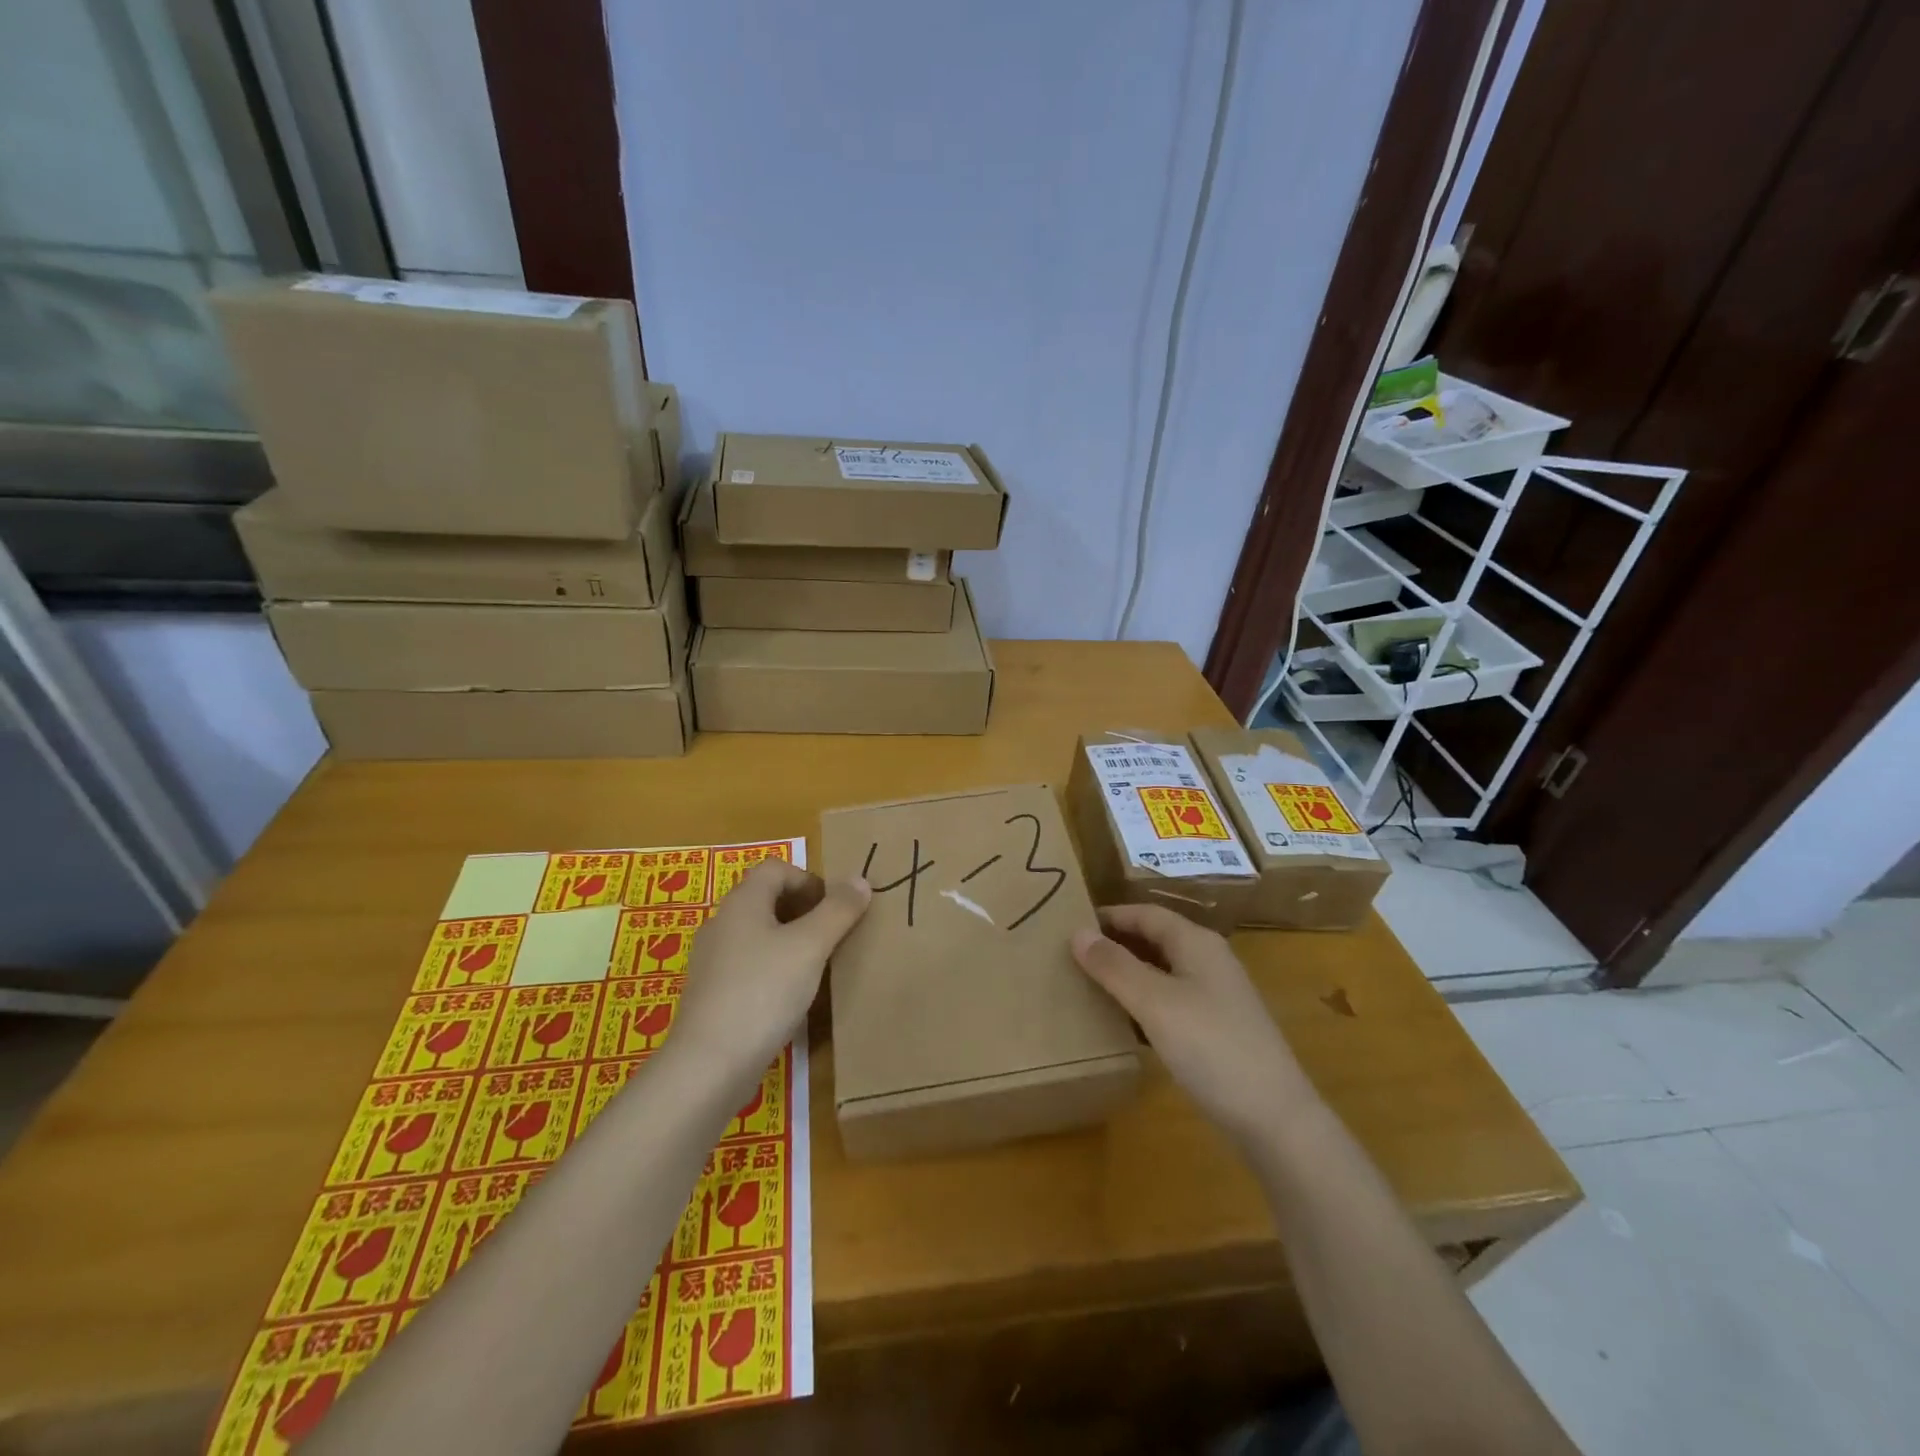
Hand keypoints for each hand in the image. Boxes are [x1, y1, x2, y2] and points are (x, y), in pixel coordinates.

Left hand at [672, 860, 869, 1083]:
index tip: (834, 908)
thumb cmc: (763, 991)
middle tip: (832, 936)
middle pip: (766, 899)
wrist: (709, 1065)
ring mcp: (713, 961)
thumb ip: (838, 911)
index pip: (776, 868)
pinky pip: (749, 965)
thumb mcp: (810, 946)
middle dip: (803, 910)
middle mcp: (722, 923)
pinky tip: (790, 997)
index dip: (809, 879)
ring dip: (790, 941)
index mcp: (743, 903)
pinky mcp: (712, 994)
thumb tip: (860, 880)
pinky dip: (773, 969)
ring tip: (816, 966)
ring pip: (759, 934)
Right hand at [1072, 903, 1319, 1146]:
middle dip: (1115, 943)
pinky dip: (1143, 1002)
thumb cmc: (1212, 1047)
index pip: (1145, 913)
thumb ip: (1115, 966)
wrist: (1275, 1119)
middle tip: (1071, 955)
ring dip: (1127, 974)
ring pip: (1161, 971)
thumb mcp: (1155, 1003)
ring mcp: (1216, 996)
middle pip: (1154, 939)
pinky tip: (1122, 1022)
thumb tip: (1077, 932)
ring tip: (1087, 985)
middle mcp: (1208, 961)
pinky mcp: (1217, 1029)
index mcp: (1197, 943)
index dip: (1109, 916)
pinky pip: (1170, 1001)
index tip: (1068, 925)